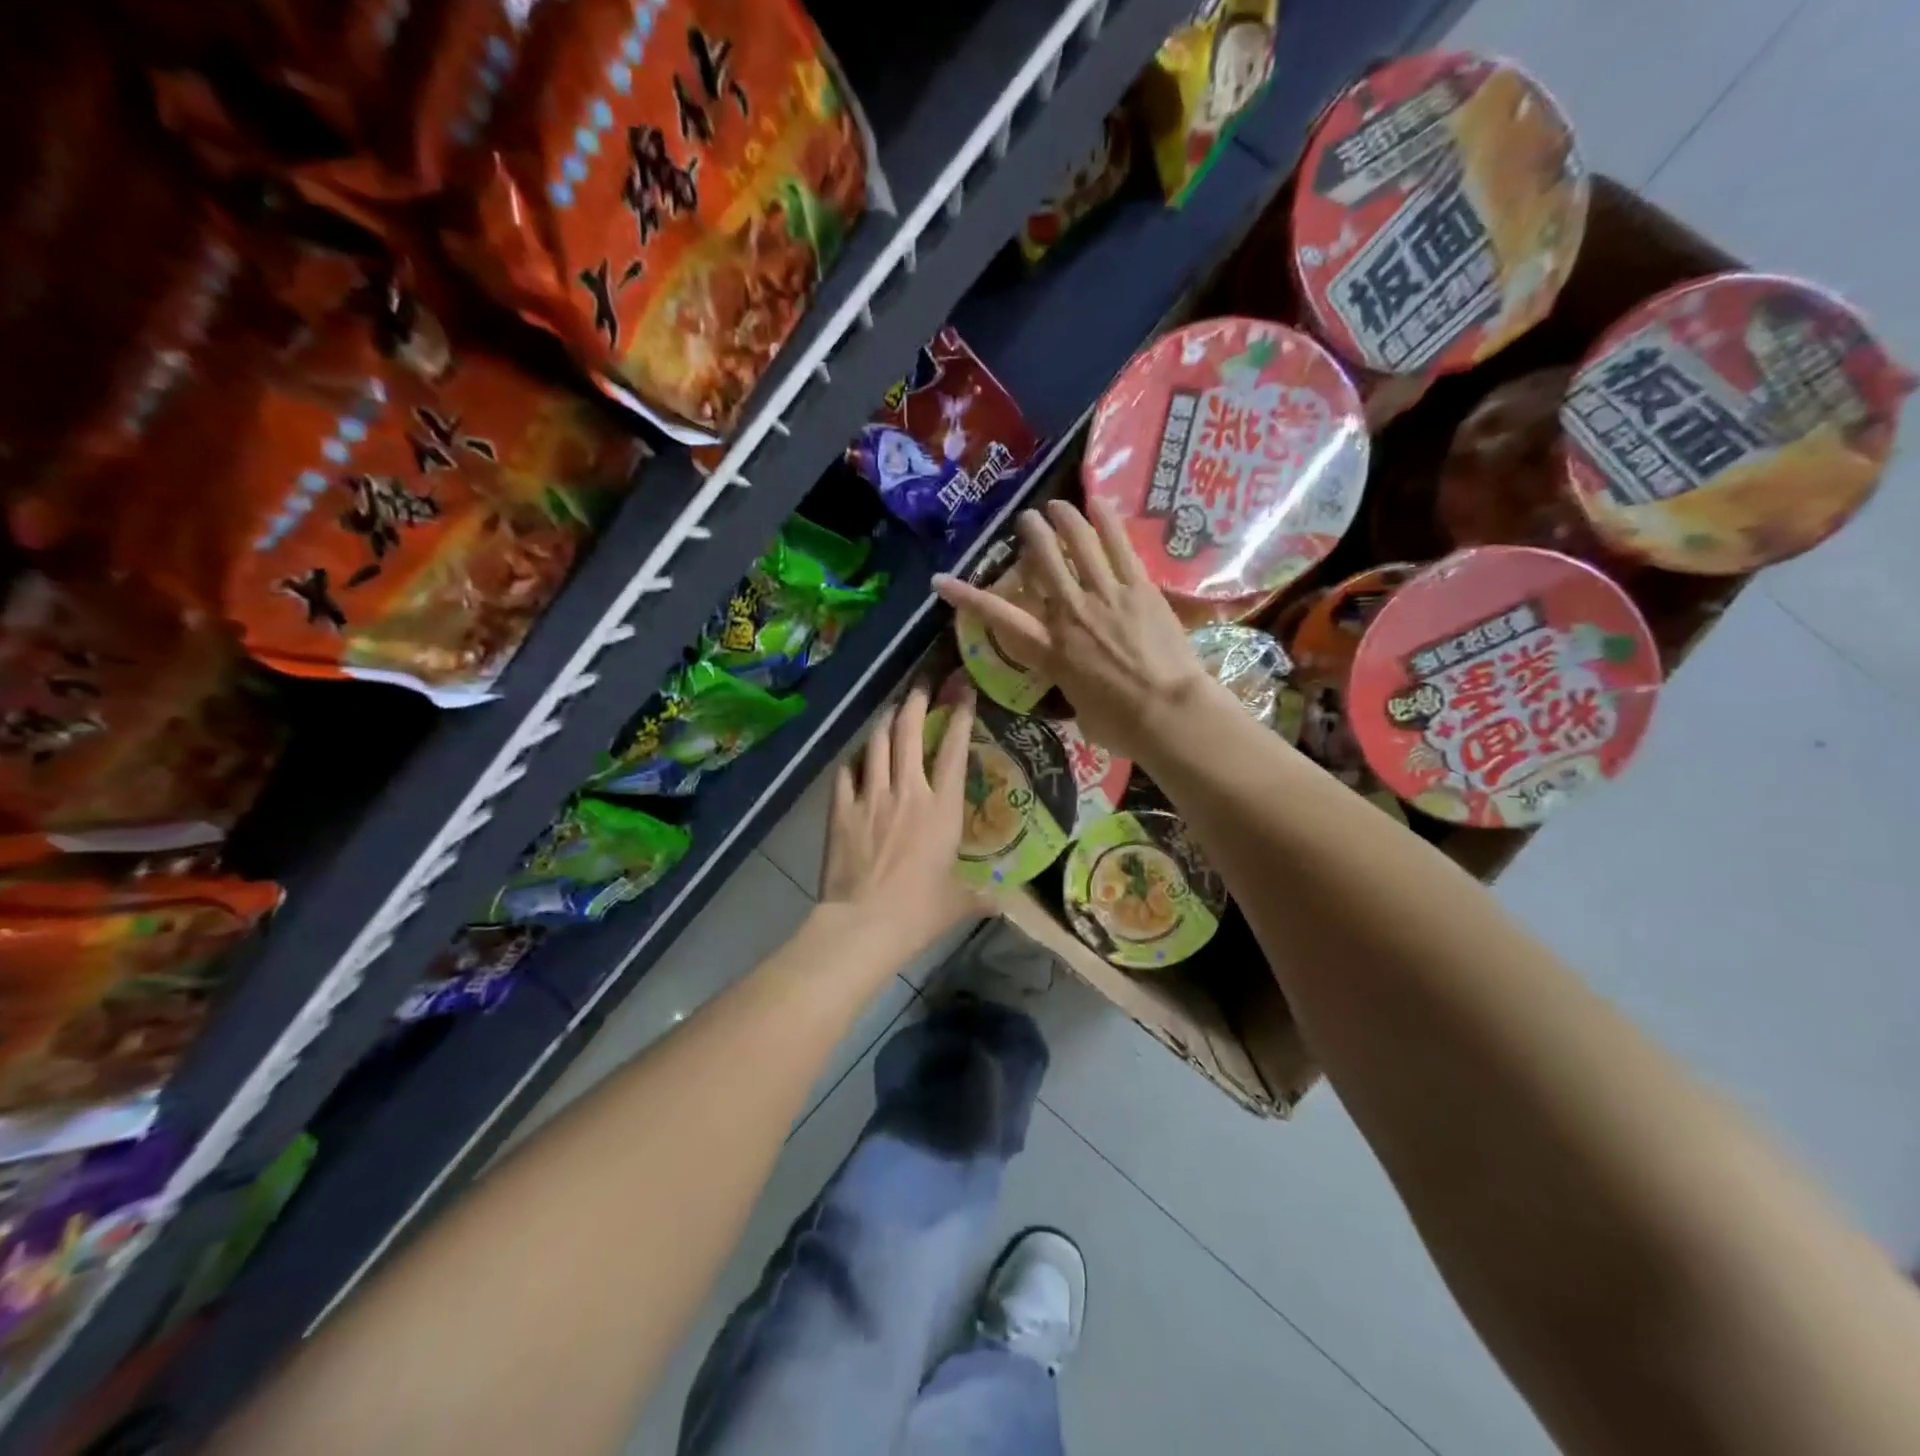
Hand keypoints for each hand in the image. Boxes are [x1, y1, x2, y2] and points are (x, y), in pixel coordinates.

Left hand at [819, 682, 985, 956]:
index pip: (954, 750)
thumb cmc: (918, 912)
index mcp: (942, 809)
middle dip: (917, 701)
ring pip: (877, 743)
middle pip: (910, 732)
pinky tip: (858, 756)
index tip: (963, 691)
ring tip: (892, 710)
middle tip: (922, 684)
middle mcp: (907, 792)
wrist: (863, 924)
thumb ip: (982, 897)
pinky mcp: (840, 810)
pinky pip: (846, 771)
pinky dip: (855, 759)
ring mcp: (870, 797)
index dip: (960, 716)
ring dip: (886, 722)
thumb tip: (1003, 903)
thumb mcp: (959, 903)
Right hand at [932, 500, 1209, 763]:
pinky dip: (1106, 522)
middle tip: (1026, 520)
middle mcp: (1070, 614)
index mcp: (1051, 651)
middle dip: (1031, 535)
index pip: (999, 617)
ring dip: (1064, 519)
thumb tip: (1079, 685)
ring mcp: (1106, 597)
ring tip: (1056, 505)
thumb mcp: (1081, 713)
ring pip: (1078, 544)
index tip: (941, 580)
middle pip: (1043, 562)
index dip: (966, 597)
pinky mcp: (1140, 589)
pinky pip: (1119, 547)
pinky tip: (1097, 502)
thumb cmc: (1122, 727)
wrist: (1168, 714)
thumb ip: (1072, 688)